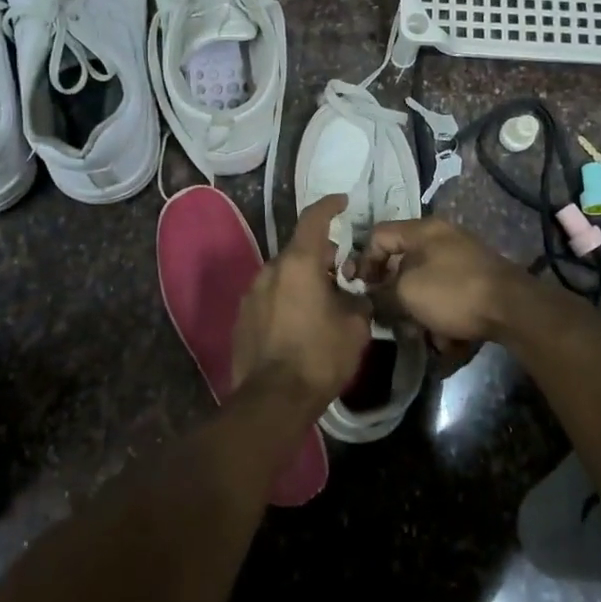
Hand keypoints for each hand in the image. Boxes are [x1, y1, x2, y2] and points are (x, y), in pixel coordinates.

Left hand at [231, 194, 371, 407]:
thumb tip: (355, 297)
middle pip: (299, 250)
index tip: (342, 201)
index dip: (330, 206)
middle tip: (342, 275)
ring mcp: (252, 293)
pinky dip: (286, 300)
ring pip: (283, 275)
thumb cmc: (319, 357)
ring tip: (322, 304)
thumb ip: (358, 301)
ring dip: (303, 281)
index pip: (314, 219)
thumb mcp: (355, 327)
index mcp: (299, 263)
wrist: (272, 399)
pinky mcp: (242, 317)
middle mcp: (271, 270)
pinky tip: (299, 325)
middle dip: (321, 257)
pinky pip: (270, 297)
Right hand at [356, 217, 535, 347]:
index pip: (378, 235)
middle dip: (395, 295)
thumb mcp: (406, 293)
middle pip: (404, 264)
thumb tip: (373, 298)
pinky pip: (450, 299)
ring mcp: (464, 260)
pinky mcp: (479, 283)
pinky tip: (448, 342)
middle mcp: (443, 239)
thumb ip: (381, 293)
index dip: (363, 261)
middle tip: (390, 318)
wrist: (513, 309)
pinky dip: (445, 319)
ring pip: (427, 287)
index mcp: (423, 230)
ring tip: (422, 337)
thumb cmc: (452, 292)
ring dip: (420, 313)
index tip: (359, 288)